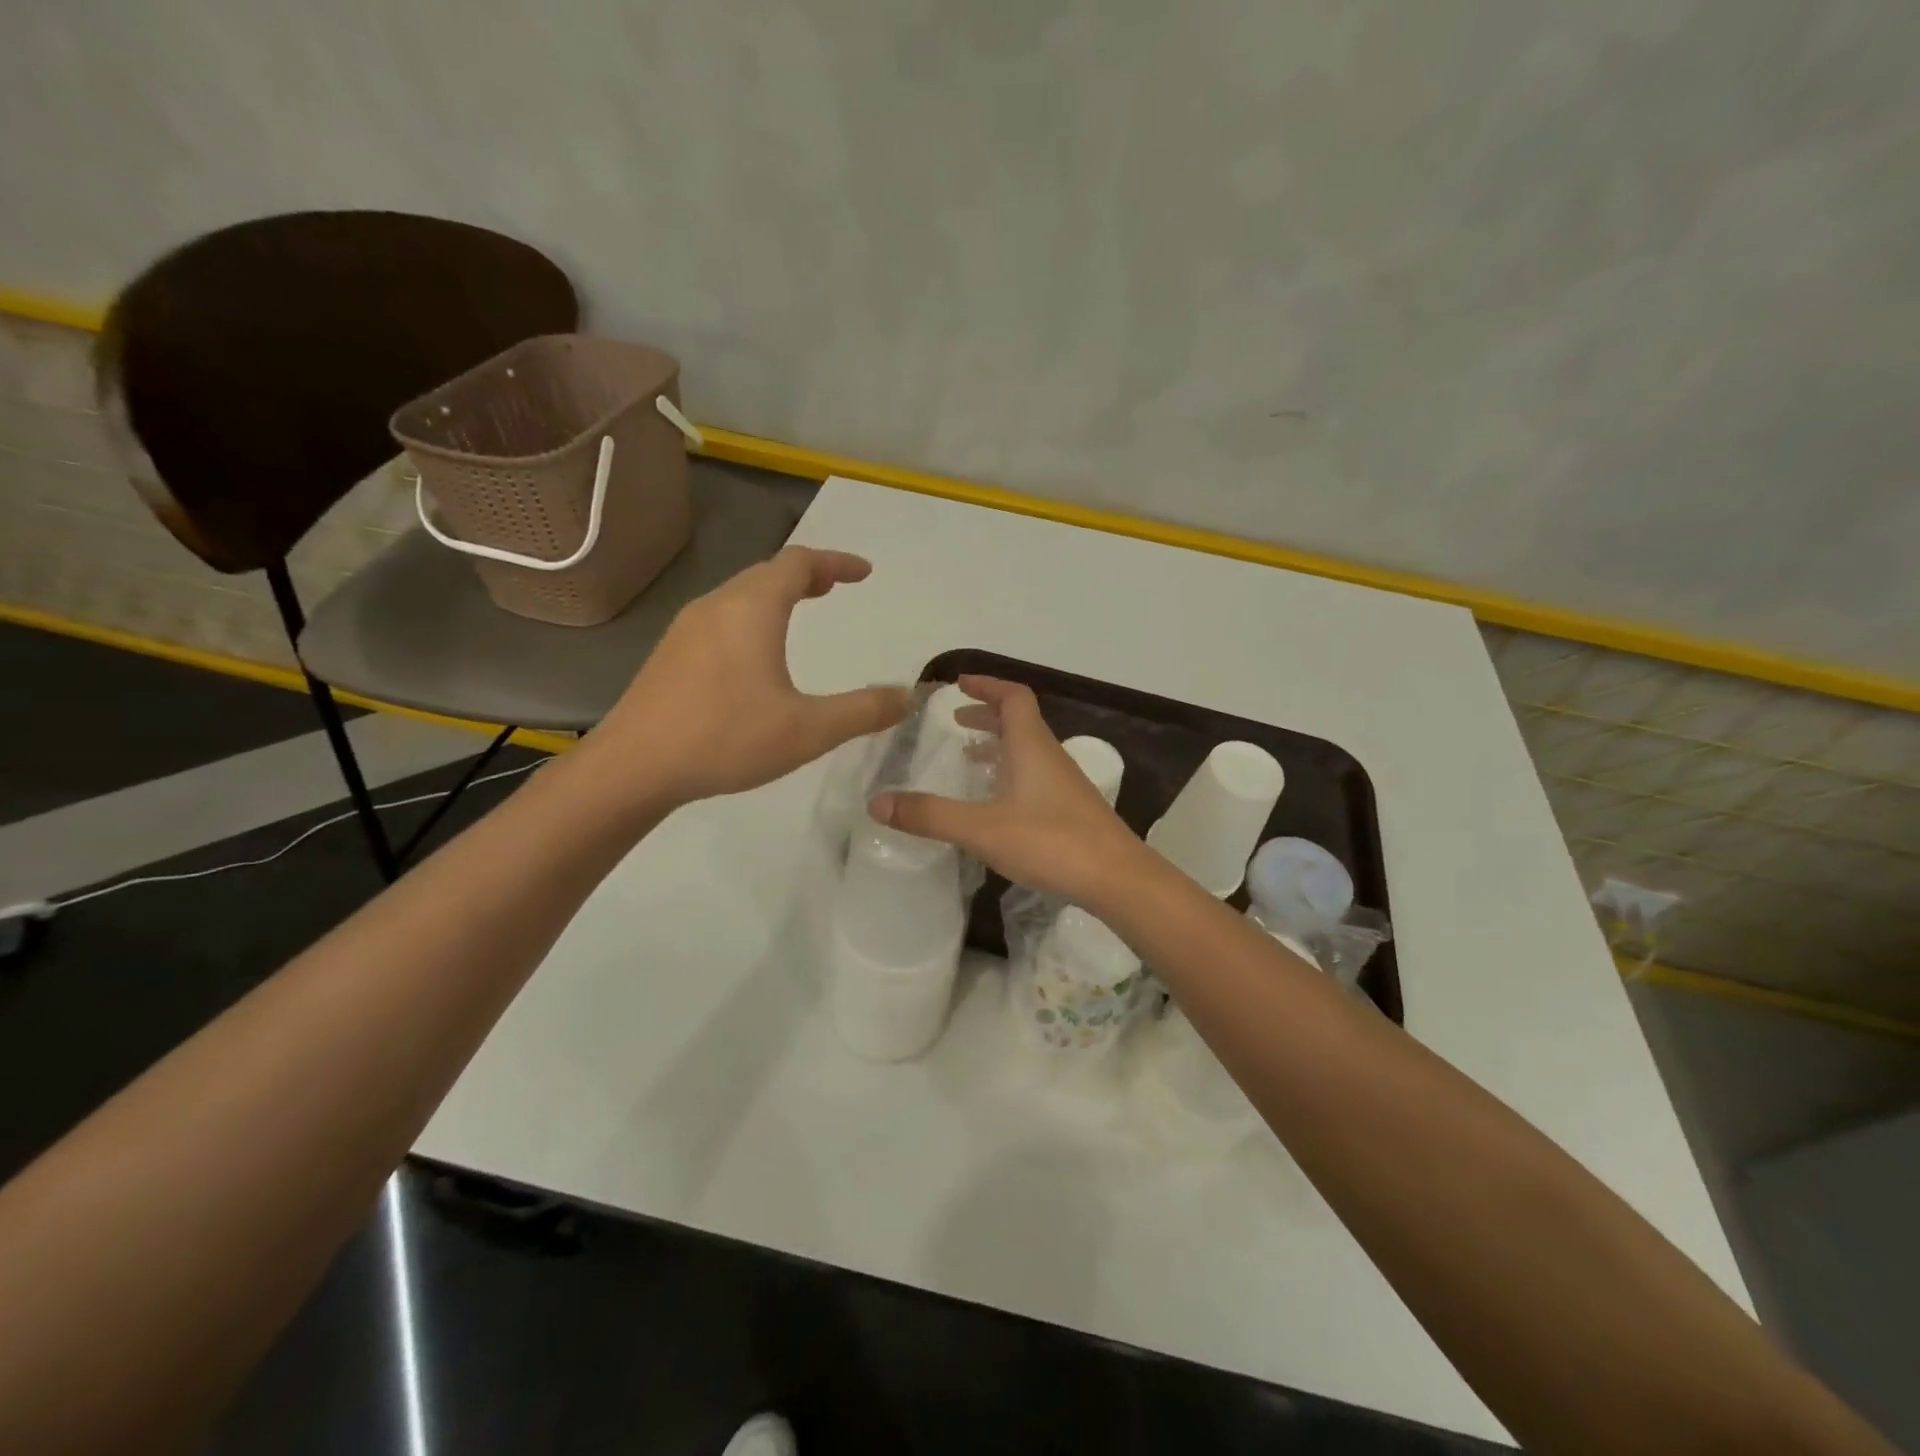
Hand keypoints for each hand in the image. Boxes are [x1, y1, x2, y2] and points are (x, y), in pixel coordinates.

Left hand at [586, 547, 910, 806]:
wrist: (633, 767)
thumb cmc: (725, 738)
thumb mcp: (808, 730)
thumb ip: (862, 711)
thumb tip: (906, 697)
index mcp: (752, 609)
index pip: (800, 563)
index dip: (836, 562)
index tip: (864, 572)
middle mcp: (717, 605)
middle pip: (767, 573)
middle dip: (806, 575)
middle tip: (834, 588)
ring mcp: (687, 628)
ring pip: (740, 595)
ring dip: (776, 595)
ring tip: (800, 611)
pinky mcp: (671, 654)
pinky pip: (722, 618)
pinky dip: (751, 617)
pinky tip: (754, 654)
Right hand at [870, 676, 1145, 906]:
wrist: (1117, 879)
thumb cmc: (1051, 842)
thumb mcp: (982, 829)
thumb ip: (930, 815)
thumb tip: (877, 802)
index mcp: (1031, 746)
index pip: (1012, 697)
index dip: (986, 685)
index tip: (958, 684)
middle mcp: (1049, 757)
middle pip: (1020, 721)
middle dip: (987, 715)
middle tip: (955, 721)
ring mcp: (1063, 784)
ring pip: (1027, 750)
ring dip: (998, 744)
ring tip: (969, 755)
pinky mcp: (1069, 810)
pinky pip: (1034, 776)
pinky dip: (1010, 772)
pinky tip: (996, 801)